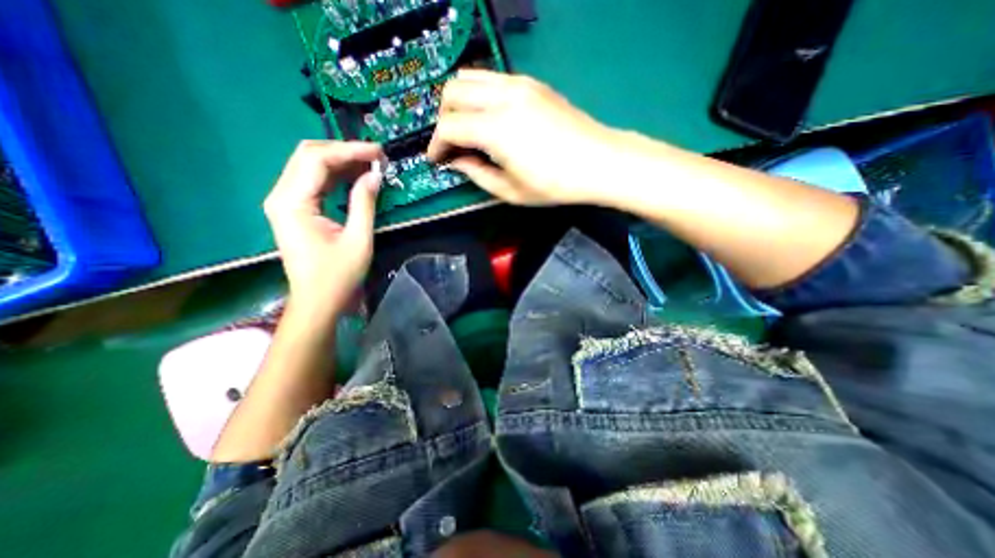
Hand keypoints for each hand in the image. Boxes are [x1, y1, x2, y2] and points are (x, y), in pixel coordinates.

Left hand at [261, 140, 381, 317]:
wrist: (317, 301)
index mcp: (292, 202)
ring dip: (341, 161)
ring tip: (371, 164)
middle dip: (344, 151)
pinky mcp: (294, 210)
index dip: (350, 150)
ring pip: (310, 166)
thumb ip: (364, 203)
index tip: (379, 152)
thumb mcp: (358, 239)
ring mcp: (285, 202)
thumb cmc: (338, 275)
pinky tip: (356, 176)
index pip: (317, 159)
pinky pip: (314, 182)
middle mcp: (282, 195)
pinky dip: (336, 176)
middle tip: (376, 157)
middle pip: (308, 155)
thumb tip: (375, 175)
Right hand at [425, 70, 619, 204]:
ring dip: (459, 103)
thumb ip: (477, 174)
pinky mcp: (532, 83)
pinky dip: (479, 95)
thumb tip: (457, 161)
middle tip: (451, 144)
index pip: (449, 126)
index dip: (437, 145)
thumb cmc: (555, 185)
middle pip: (453, 92)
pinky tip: (488, 118)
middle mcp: (503, 97)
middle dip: (443, 119)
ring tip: (466, 129)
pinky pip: (492, 79)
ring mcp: (519, 85)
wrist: (599, 162)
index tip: (437, 159)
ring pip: (470, 77)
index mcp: (496, 129)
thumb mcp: (510, 191)